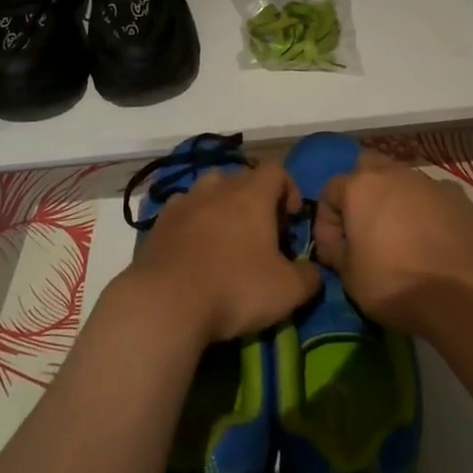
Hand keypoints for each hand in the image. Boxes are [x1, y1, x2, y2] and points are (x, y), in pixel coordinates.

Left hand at [124, 159, 321, 343]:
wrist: (166, 302)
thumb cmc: (234, 288)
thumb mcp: (287, 291)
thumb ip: (309, 277)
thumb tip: (314, 272)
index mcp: (252, 194)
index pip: (276, 170)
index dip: (289, 189)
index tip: (292, 219)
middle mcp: (217, 187)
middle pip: (242, 178)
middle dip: (256, 200)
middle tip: (262, 233)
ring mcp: (184, 201)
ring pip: (209, 191)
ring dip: (222, 207)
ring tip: (226, 240)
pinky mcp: (159, 222)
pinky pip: (184, 211)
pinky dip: (193, 223)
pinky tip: (195, 252)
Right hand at [314, 151, 472, 335]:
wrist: (461, 295)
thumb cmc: (394, 283)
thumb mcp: (349, 277)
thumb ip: (336, 251)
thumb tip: (335, 246)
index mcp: (360, 186)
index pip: (330, 191)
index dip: (326, 222)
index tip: (332, 250)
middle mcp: (393, 173)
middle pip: (367, 169)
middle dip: (361, 193)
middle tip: (364, 227)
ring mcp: (429, 181)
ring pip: (402, 180)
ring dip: (395, 200)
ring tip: (400, 234)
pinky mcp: (458, 196)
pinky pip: (432, 196)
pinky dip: (426, 210)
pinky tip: (431, 238)